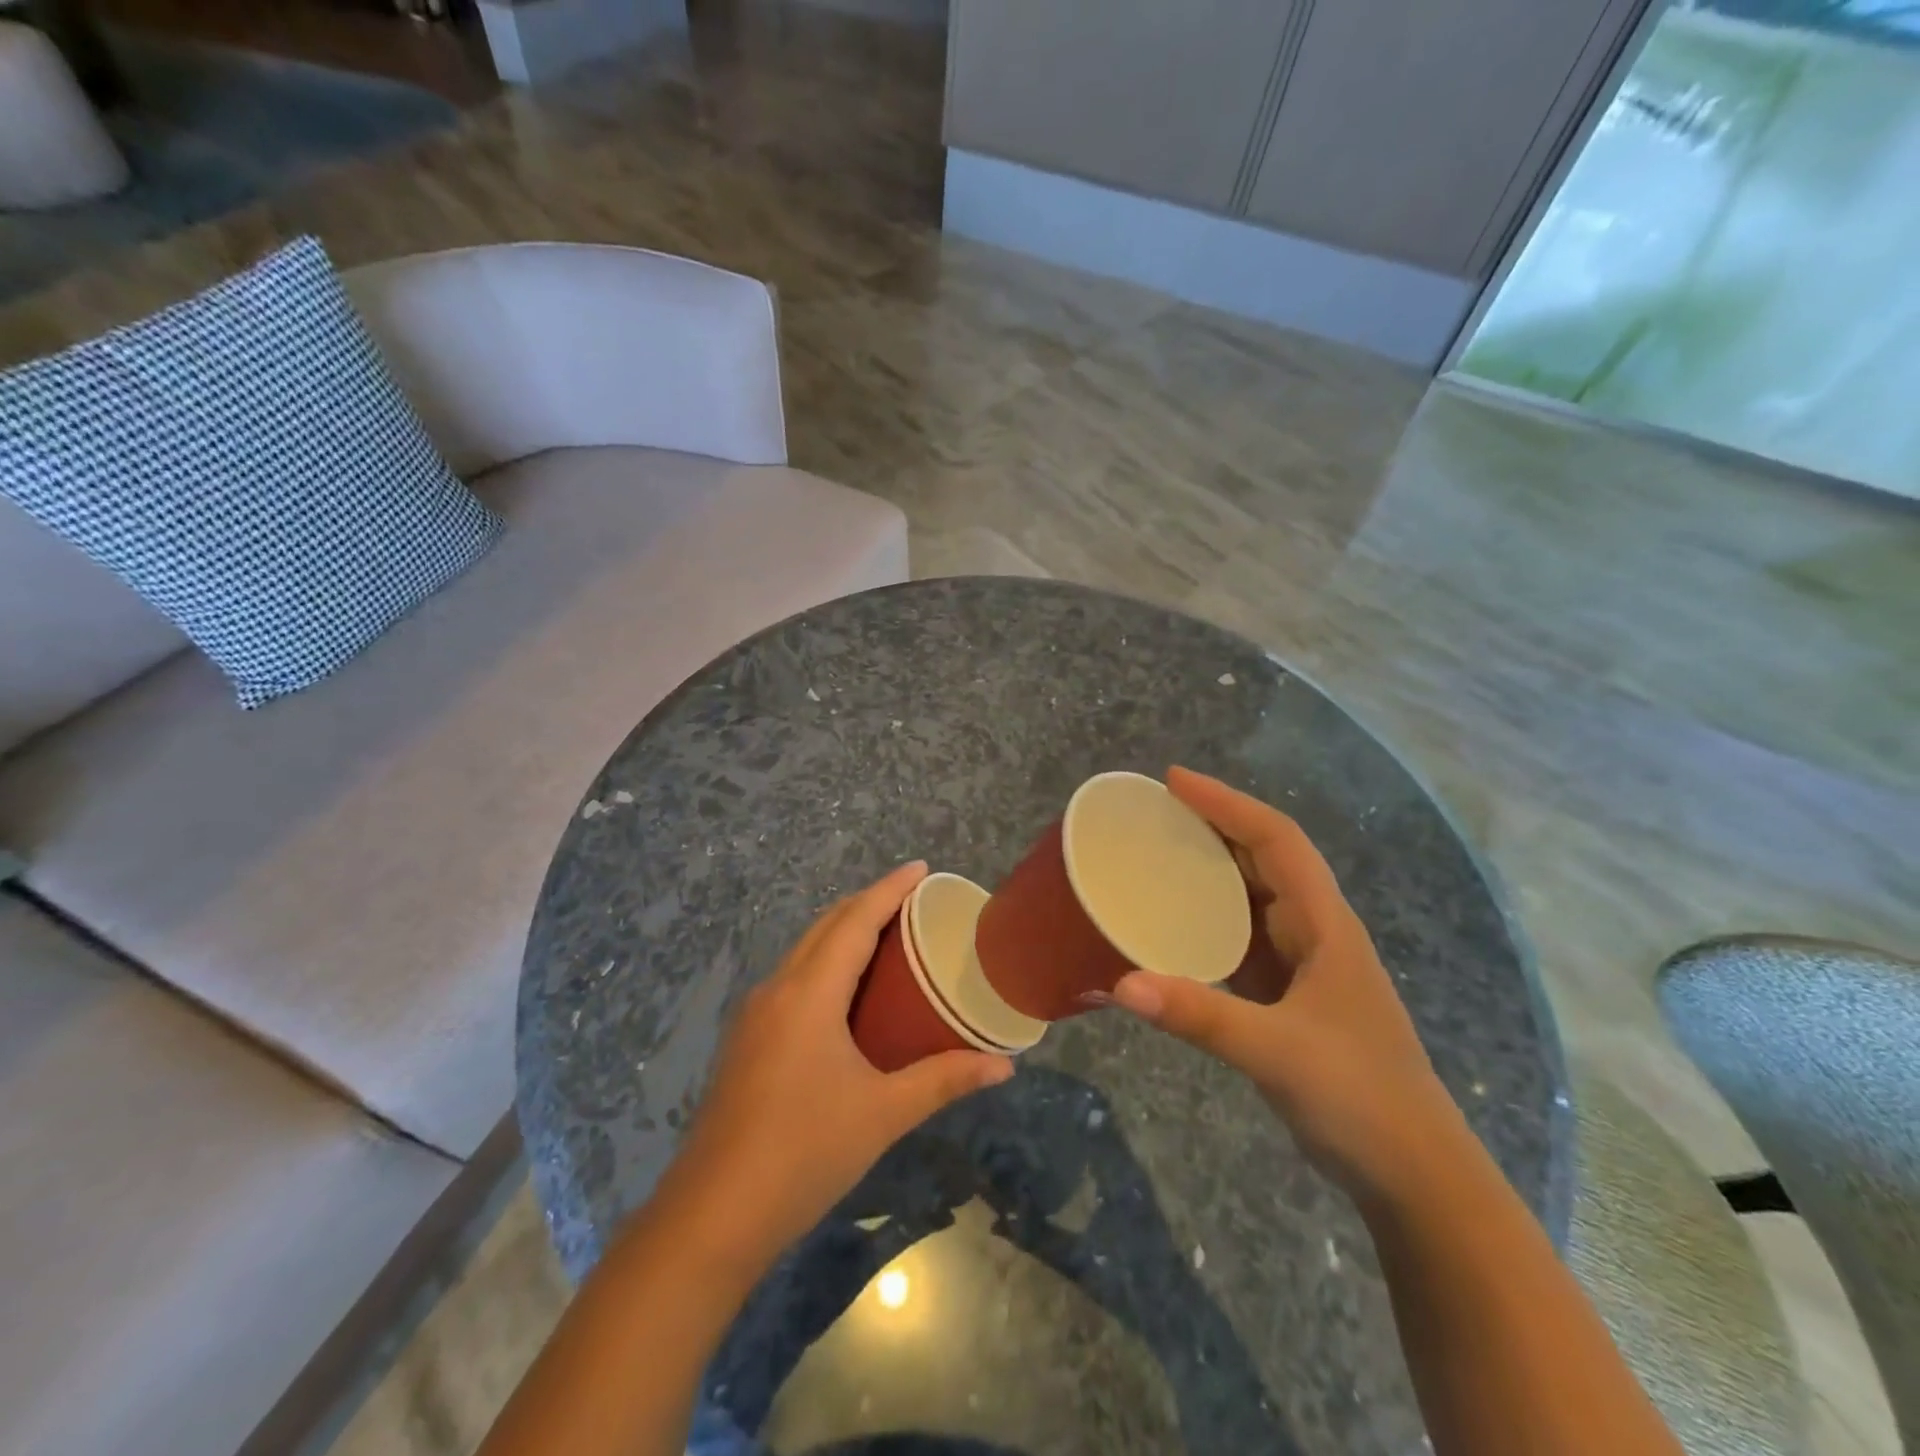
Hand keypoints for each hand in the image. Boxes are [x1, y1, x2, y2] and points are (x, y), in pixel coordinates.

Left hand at [660, 862, 1013, 1271]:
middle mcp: (778, 988)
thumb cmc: (804, 1152)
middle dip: (868, 903)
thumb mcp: (883, 1114)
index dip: (890, 889)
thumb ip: (944, 1080)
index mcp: (810, 992)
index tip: (921, 868)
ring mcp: (755, 1014)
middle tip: (913, 900)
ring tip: (886, 934)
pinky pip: (793, 976)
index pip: (855, 920)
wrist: (712, 1215)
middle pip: (826, 925)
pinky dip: (826, 961)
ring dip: (843, 931)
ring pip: (805, 949)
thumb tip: (1004, 1066)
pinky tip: (846, 990)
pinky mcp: (747, 1039)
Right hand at [1110, 767, 1461, 1201]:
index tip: (1173, 781)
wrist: (1413, 1174)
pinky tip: (1171, 923)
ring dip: (1208, 869)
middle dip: (1212, 824)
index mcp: (1325, 924)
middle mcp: (1314, 931)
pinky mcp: (1287, 994)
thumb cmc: (1361, 1099)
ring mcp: (1302, 963)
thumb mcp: (1279, 1052)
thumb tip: (1120, 984)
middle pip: (1262, 857)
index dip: (1226, 803)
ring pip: (1251, 895)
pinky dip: (1205, 918)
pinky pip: (1240, 936)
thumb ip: (1200, 1015)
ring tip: (1153, 853)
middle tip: (1151, 811)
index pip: (1276, 839)